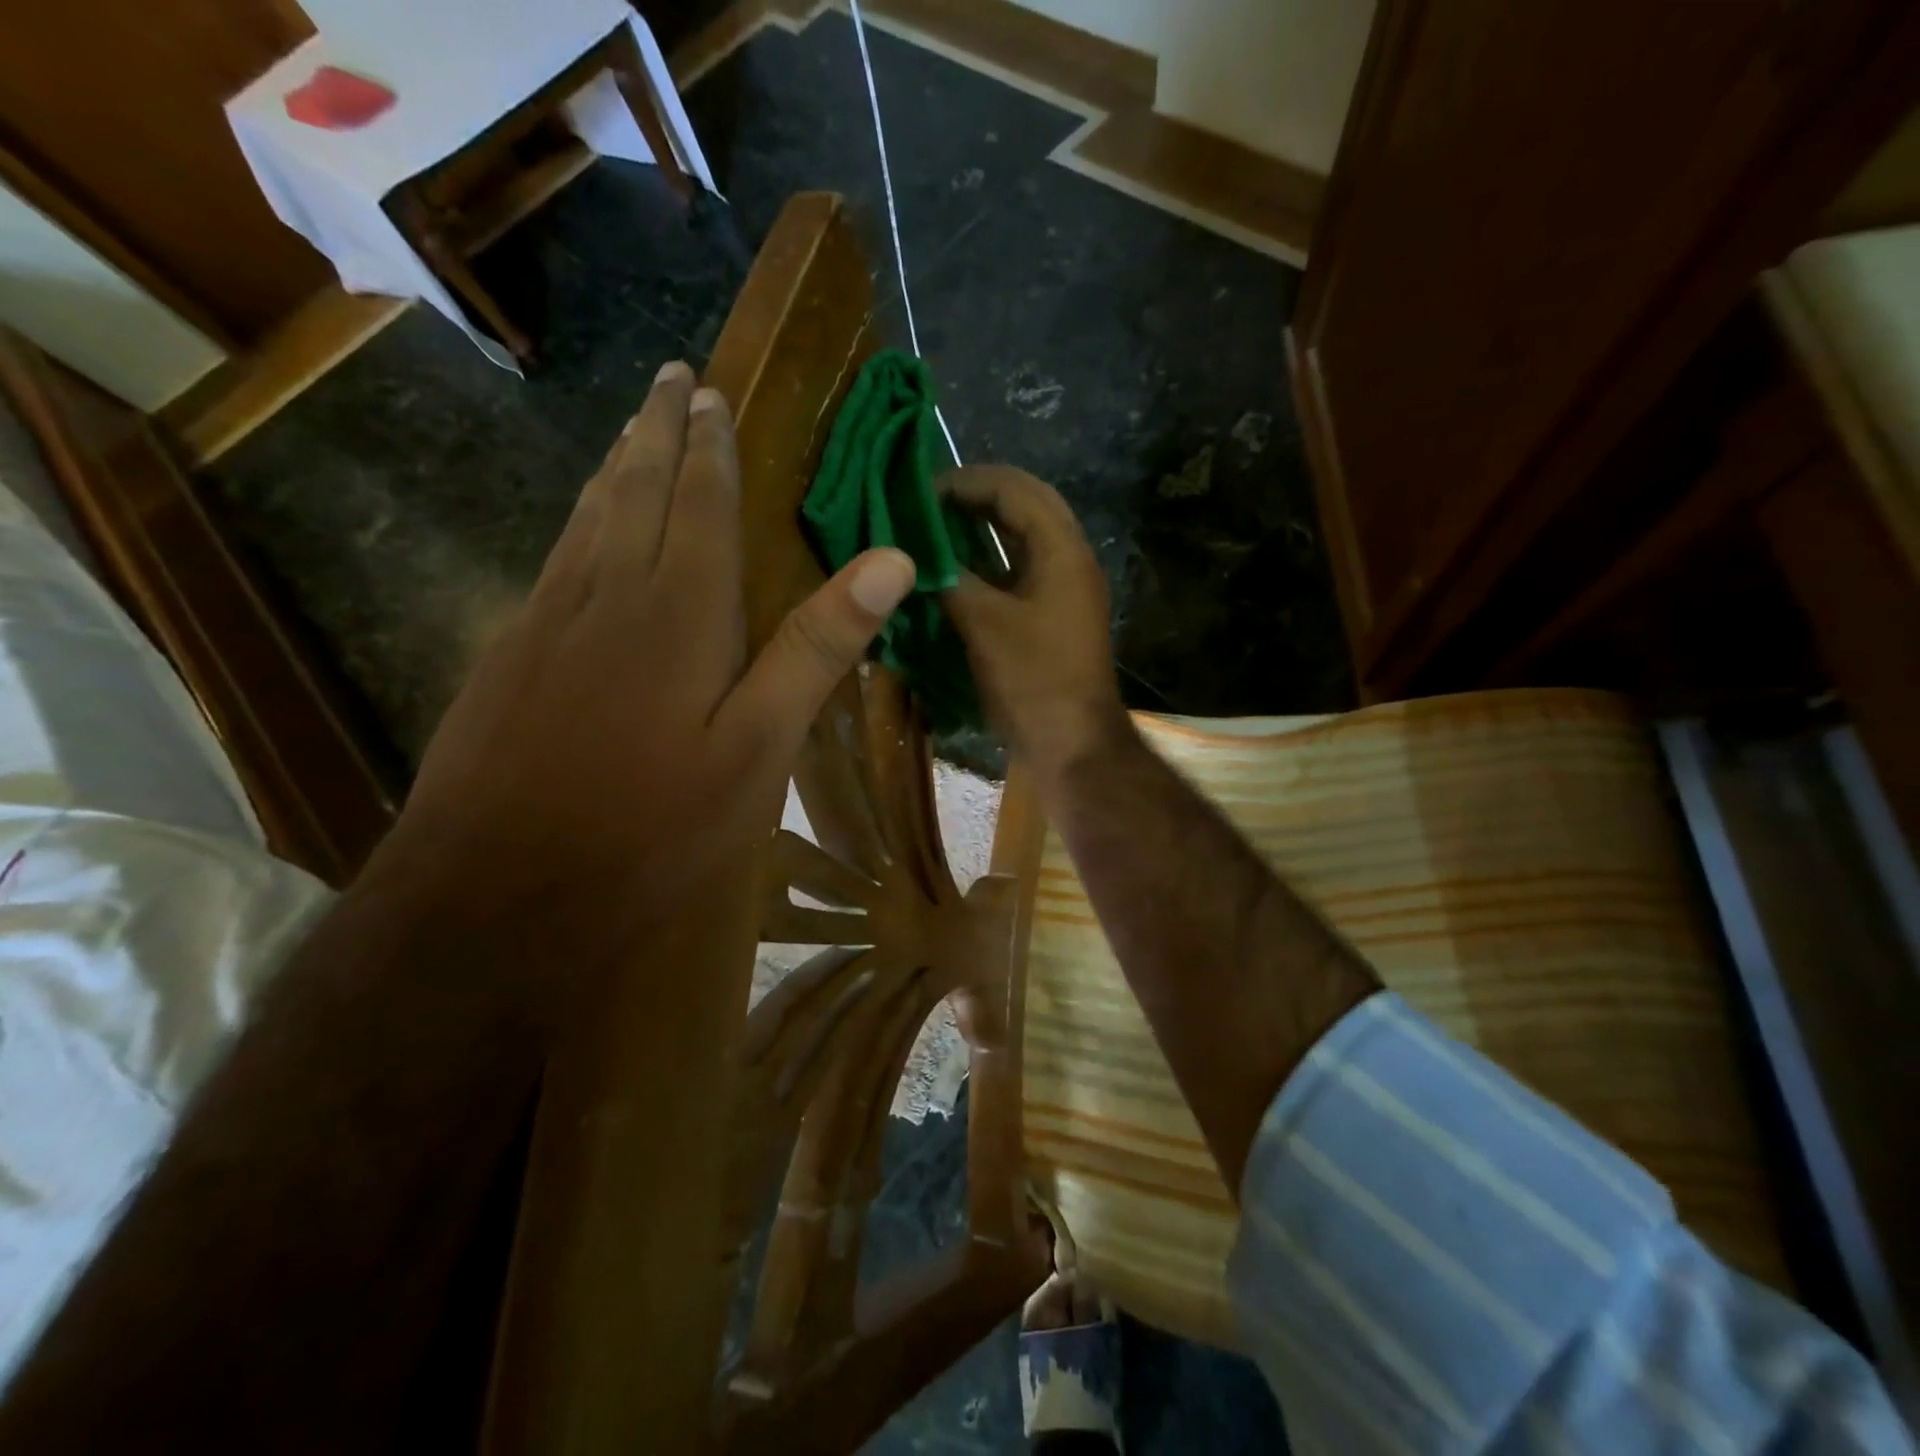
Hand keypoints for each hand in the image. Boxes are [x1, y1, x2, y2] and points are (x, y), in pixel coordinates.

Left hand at [378, 361, 916, 974]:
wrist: (496, 894)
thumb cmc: (652, 826)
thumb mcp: (759, 747)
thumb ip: (817, 648)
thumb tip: (890, 560)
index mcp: (678, 612)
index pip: (700, 504)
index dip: (709, 447)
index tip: (708, 392)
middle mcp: (607, 596)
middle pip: (635, 492)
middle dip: (656, 433)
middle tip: (668, 379)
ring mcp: (545, 625)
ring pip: (586, 521)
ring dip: (614, 468)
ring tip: (630, 431)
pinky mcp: (506, 660)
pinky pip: (554, 564)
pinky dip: (578, 526)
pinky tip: (579, 533)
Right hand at [939, 466, 1128, 787]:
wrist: (1071, 745)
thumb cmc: (1033, 680)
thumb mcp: (984, 623)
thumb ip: (949, 579)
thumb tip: (912, 556)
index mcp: (1063, 550)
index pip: (1015, 489)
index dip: (966, 482)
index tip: (920, 492)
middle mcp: (1069, 560)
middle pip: (1023, 507)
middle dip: (974, 500)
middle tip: (926, 506)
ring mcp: (1063, 591)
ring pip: (1020, 541)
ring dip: (980, 531)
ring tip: (933, 532)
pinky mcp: (1052, 618)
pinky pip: (1017, 573)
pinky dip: (986, 565)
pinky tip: (952, 574)